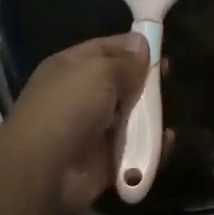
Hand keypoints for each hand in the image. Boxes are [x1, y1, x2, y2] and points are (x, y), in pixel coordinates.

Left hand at [3, 34, 159, 214]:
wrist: (43, 171)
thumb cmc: (68, 108)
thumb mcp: (98, 72)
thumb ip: (125, 61)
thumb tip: (141, 43)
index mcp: (71, 69)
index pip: (105, 49)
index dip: (131, 47)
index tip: (161, 48)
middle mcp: (80, 97)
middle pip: (121, 83)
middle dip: (145, 81)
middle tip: (170, 78)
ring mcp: (93, 131)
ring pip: (131, 117)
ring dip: (151, 115)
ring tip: (169, 112)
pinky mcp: (105, 161)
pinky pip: (135, 149)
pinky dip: (152, 146)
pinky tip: (167, 140)